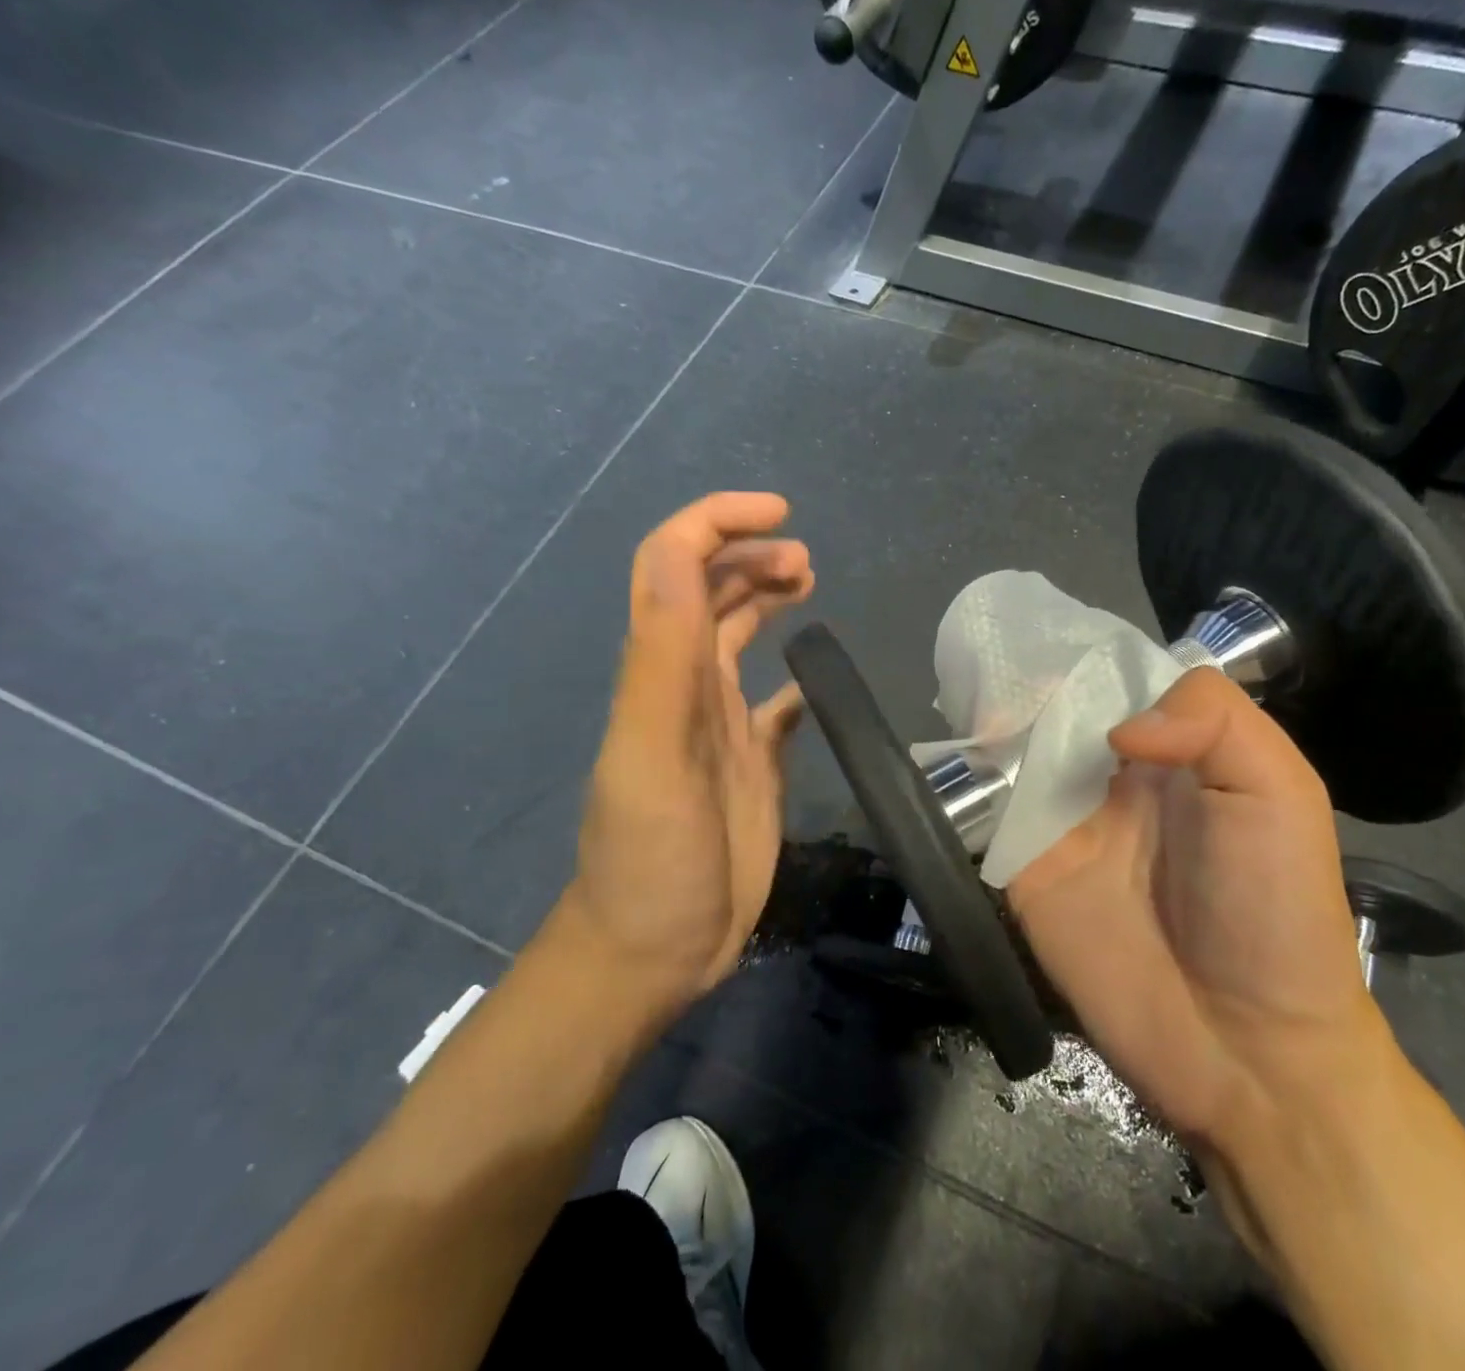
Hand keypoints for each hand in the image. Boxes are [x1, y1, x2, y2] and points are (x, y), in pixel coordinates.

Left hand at [563, 493, 813, 1021]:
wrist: (653, 950)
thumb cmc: (652, 857)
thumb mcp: (651, 753)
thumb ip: (662, 655)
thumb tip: (677, 552)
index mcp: (662, 670)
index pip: (674, 564)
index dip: (718, 523)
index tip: (780, 514)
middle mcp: (687, 684)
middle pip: (711, 591)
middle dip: (752, 555)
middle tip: (806, 562)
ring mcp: (719, 723)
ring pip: (738, 635)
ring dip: (767, 597)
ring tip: (809, 586)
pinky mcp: (751, 761)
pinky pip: (774, 704)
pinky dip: (794, 678)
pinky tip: (814, 678)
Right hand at [1006, 667, 1379, 1141]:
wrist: (1244, 1050)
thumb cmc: (1274, 909)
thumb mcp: (1279, 793)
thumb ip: (1213, 722)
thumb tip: (1115, 726)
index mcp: (1173, 751)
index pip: (1116, 682)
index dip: (1083, 657)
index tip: (1043, 631)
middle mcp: (1111, 776)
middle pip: (1056, 710)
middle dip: (1024, 681)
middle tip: (987, 648)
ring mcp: (1063, 823)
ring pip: (1014, 753)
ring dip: (989, 721)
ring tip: (960, 683)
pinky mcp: (1024, 869)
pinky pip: (987, 813)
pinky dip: (965, 781)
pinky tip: (952, 750)